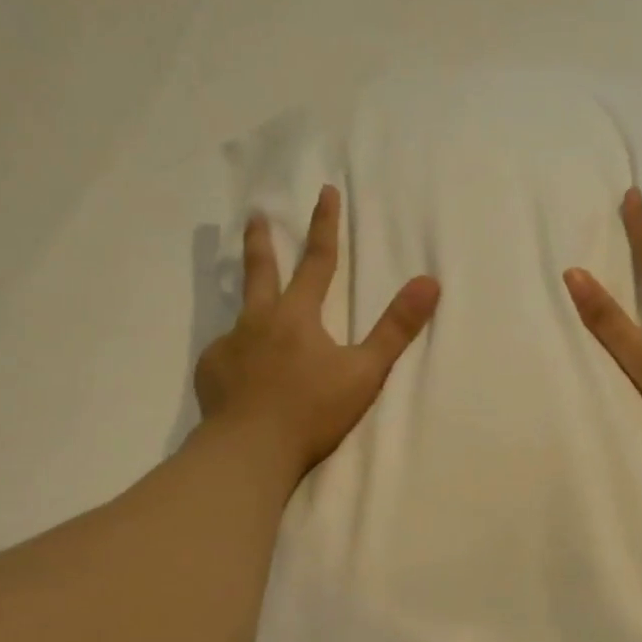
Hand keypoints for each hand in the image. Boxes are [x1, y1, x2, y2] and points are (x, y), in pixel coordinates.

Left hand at [197, 185, 439, 481]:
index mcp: (297, 315)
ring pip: (239, 315)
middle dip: (262, 241)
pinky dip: (237, 356)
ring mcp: (229, 346)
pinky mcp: (211, 373)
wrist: (249, 450)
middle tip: (255, 216)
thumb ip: (396, 328)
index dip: (325, 225)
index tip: (325, 191)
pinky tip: (239, 374)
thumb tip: (430, 282)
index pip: (317, 261)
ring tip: (250, 311)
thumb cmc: (312, 411)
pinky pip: (225, 355)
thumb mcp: (364, 371)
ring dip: (246, 301)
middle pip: (261, 271)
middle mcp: (258, 321)